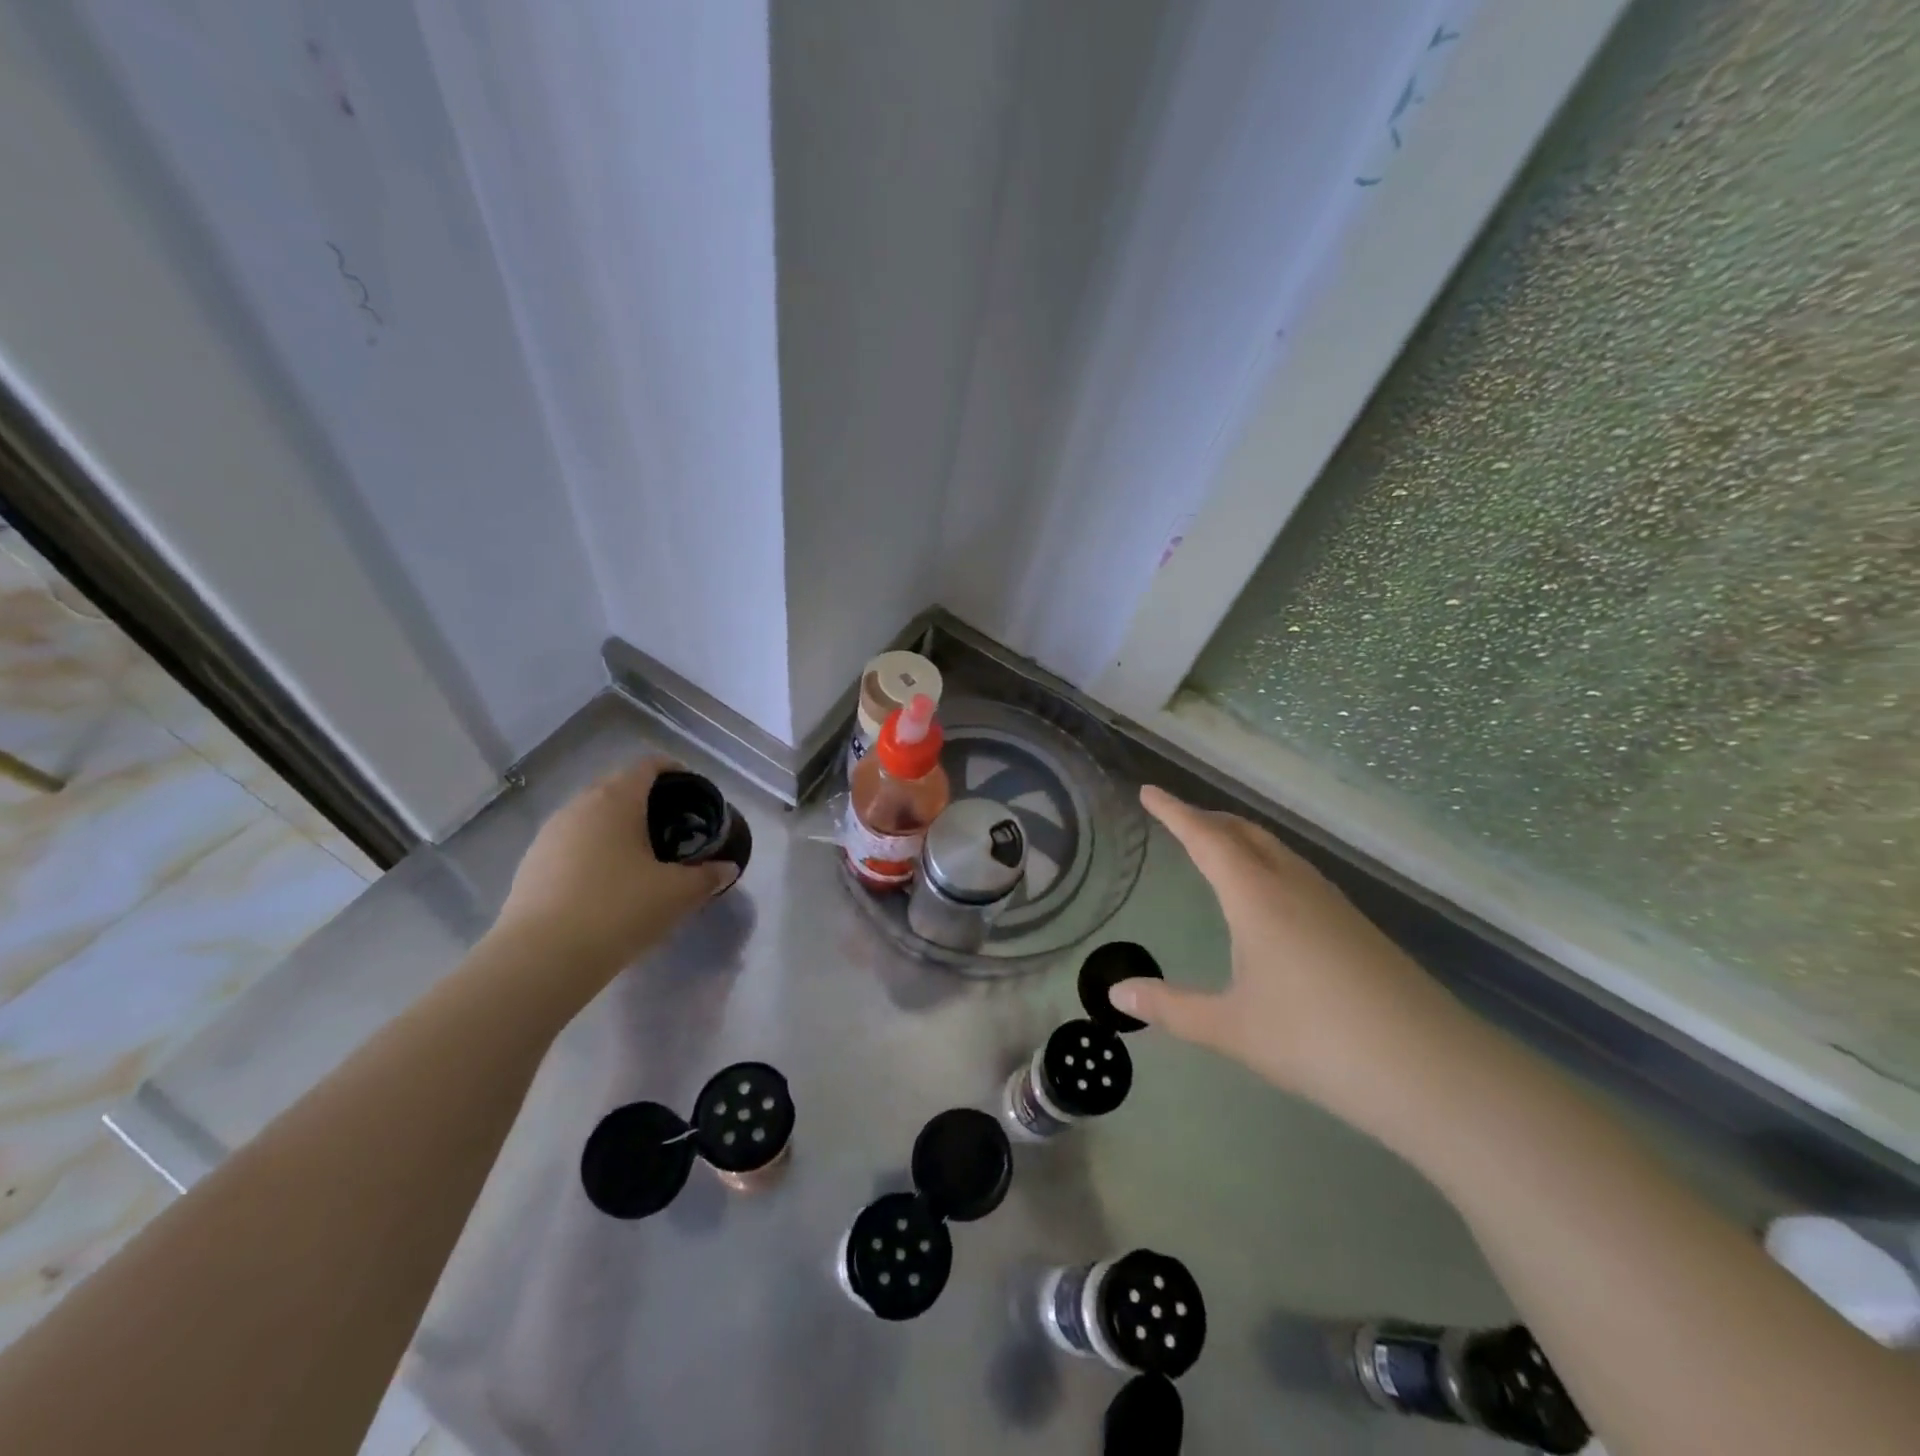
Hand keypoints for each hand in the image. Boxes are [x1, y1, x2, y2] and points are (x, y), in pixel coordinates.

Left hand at [493, 757, 735, 975]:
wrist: (541, 959)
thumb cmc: (618, 910)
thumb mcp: (677, 894)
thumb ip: (707, 877)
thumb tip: (727, 869)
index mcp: (616, 800)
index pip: (647, 766)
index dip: (672, 770)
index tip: (692, 789)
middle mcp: (579, 807)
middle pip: (617, 787)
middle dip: (646, 800)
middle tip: (673, 826)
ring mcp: (549, 835)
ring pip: (591, 817)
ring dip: (617, 827)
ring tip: (641, 855)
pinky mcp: (531, 865)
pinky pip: (572, 844)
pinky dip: (594, 851)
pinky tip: (608, 883)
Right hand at [1110, 786, 1475, 1137]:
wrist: (1431, 1069)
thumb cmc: (1317, 1041)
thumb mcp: (1231, 1028)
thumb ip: (1171, 1008)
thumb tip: (1116, 993)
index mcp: (1256, 897)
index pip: (1205, 839)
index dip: (1174, 812)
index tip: (1149, 791)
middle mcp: (1293, 885)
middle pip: (1244, 832)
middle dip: (1207, 818)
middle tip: (1178, 817)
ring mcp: (1331, 902)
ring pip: (1276, 849)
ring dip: (1240, 838)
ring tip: (1218, 847)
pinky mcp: (1356, 924)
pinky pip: (1298, 871)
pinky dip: (1268, 861)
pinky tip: (1271, 894)